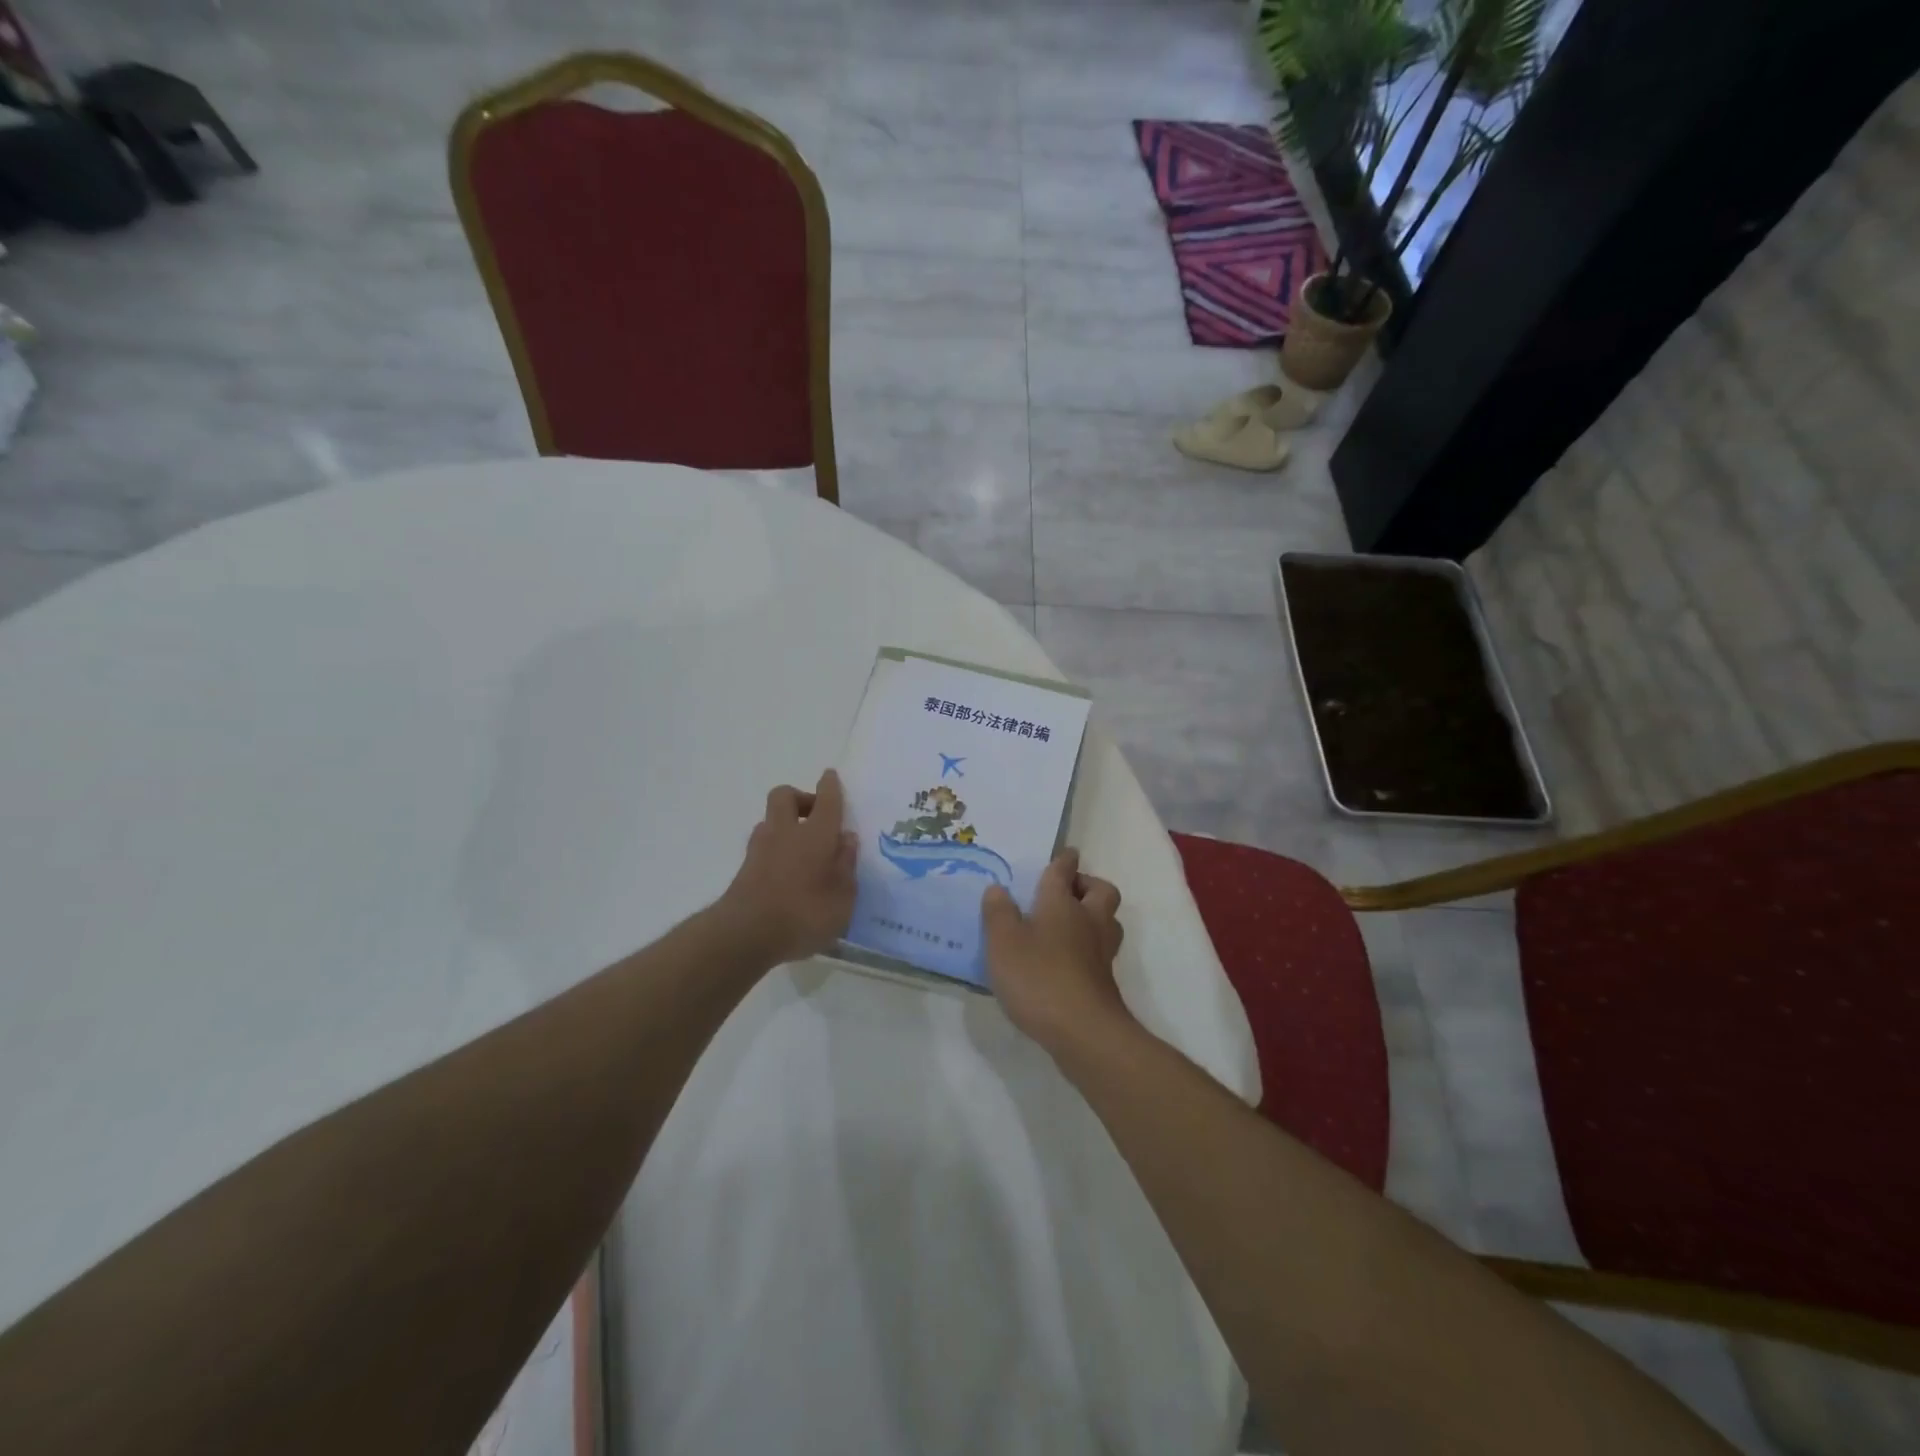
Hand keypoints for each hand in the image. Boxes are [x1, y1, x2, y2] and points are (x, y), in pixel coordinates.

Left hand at [717, 770, 858, 966]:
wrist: (745, 935)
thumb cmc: (804, 914)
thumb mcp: (843, 898)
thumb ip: (847, 866)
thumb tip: (846, 840)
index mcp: (816, 834)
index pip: (826, 800)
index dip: (830, 786)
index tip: (830, 776)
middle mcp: (786, 832)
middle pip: (785, 796)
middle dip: (800, 798)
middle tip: (816, 817)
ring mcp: (760, 849)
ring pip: (771, 821)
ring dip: (786, 825)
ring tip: (804, 850)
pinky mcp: (745, 870)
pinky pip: (764, 847)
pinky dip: (776, 851)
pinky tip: (789, 873)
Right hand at [981, 849, 1129, 1052]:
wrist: (1084, 1031)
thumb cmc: (1038, 977)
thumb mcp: (1003, 942)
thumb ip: (998, 913)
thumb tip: (998, 888)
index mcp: (1061, 903)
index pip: (1064, 871)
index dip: (1064, 860)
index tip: (1065, 854)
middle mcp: (1088, 920)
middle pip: (1101, 890)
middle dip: (1087, 885)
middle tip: (1065, 892)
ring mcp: (1101, 951)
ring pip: (1108, 920)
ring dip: (1094, 915)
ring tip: (1069, 924)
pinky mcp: (1105, 979)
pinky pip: (1102, 949)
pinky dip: (1089, 946)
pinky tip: (1068, 959)